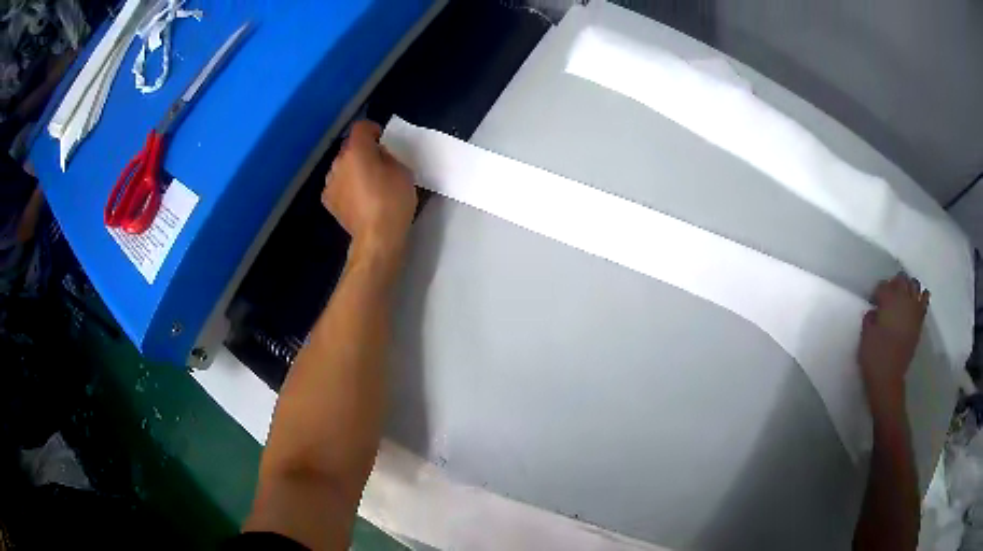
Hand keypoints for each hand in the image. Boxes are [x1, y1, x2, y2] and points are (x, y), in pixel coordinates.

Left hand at [322, 121, 417, 253]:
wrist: (377, 236)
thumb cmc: (393, 201)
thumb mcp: (402, 171)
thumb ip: (388, 156)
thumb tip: (378, 156)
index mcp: (357, 150)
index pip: (361, 127)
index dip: (372, 130)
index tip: (382, 140)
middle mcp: (338, 162)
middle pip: (349, 147)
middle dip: (362, 151)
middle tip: (377, 164)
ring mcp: (330, 182)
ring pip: (341, 166)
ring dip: (352, 169)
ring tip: (366, 183)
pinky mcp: (328, 200)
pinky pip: (337, 184)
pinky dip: (345, 186)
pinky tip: (357, 198)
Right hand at [858, 273, 929, 411]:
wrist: (888, 379)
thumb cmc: (874, 357)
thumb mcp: (866, 336)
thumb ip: (870, 318)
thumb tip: (875, 311)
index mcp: (888, 302)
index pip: (883, 286)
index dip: (877, 292)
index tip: (873, 301)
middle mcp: (903, 300)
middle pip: (901, 279)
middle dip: (894, 283)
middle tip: (888, 295)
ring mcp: (914, 310)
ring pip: (914, 285)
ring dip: (908, 287)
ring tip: (902, 296)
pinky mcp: (919, 321)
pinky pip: (924, 301)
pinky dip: (921, 296)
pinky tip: (917, 300)